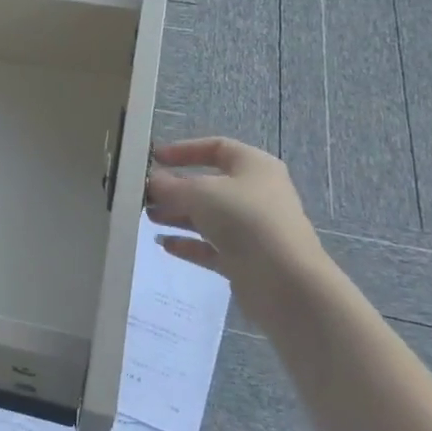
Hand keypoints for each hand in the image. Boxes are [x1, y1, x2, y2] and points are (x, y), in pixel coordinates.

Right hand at [145, 138, 330, 313]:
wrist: (286, 283)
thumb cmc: (245, 220)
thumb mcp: (200, 193)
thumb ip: (170, 186)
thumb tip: (152, 181)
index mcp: (254, 166)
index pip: (216, 147)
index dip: (184, 150)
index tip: (155, 158)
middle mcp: (256, 193)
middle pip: (209, 184)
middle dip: (176, 188)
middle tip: (145, 194)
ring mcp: (253, 229)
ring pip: (209, 217)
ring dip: (178, 216)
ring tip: (149, 218)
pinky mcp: (247, 260)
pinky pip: (212, 246)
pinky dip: (189, 244)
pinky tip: (164, 245)